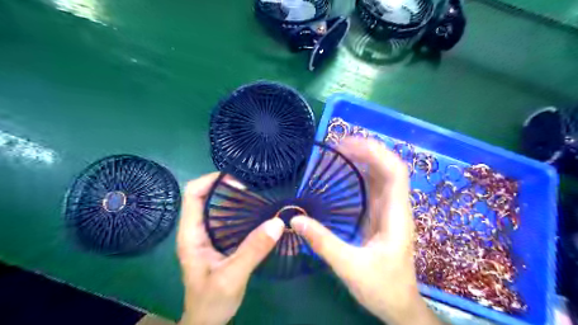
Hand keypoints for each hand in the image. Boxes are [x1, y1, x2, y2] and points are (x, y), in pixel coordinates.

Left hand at [177, 174, 284, 322]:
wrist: (207, 322)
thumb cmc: (211, 302)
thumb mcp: (232, 277)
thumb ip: (253, 250)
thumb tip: (277, 222)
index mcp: (191, 234)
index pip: (193, 194)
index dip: (212, 181)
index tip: (238, 182)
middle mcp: (197, 230)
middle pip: (206, 196)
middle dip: (228, 188)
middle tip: (254, 190)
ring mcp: (207, 236)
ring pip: (218, 207)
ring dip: (236, 200)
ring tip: (259, 199)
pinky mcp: (218, 242)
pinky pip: (228, 220)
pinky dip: (242, 213)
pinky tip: (258, 216)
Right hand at [292, 138, 440, 323]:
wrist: (398, 305)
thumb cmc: (381, 288)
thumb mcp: (349, 267)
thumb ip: (323, 243)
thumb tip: (295, 219)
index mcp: (396, 215)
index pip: (395, 172)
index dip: (375, 153)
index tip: (347, 145)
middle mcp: (395, 207)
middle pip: (388, 167)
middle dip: (366, 150)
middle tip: (337, 144)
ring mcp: (388, 210)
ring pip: (381, 174)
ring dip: (363, 158)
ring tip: (338, 150)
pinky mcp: (379, 214)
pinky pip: (372, 185)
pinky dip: (360, 172)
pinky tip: (344, 169)